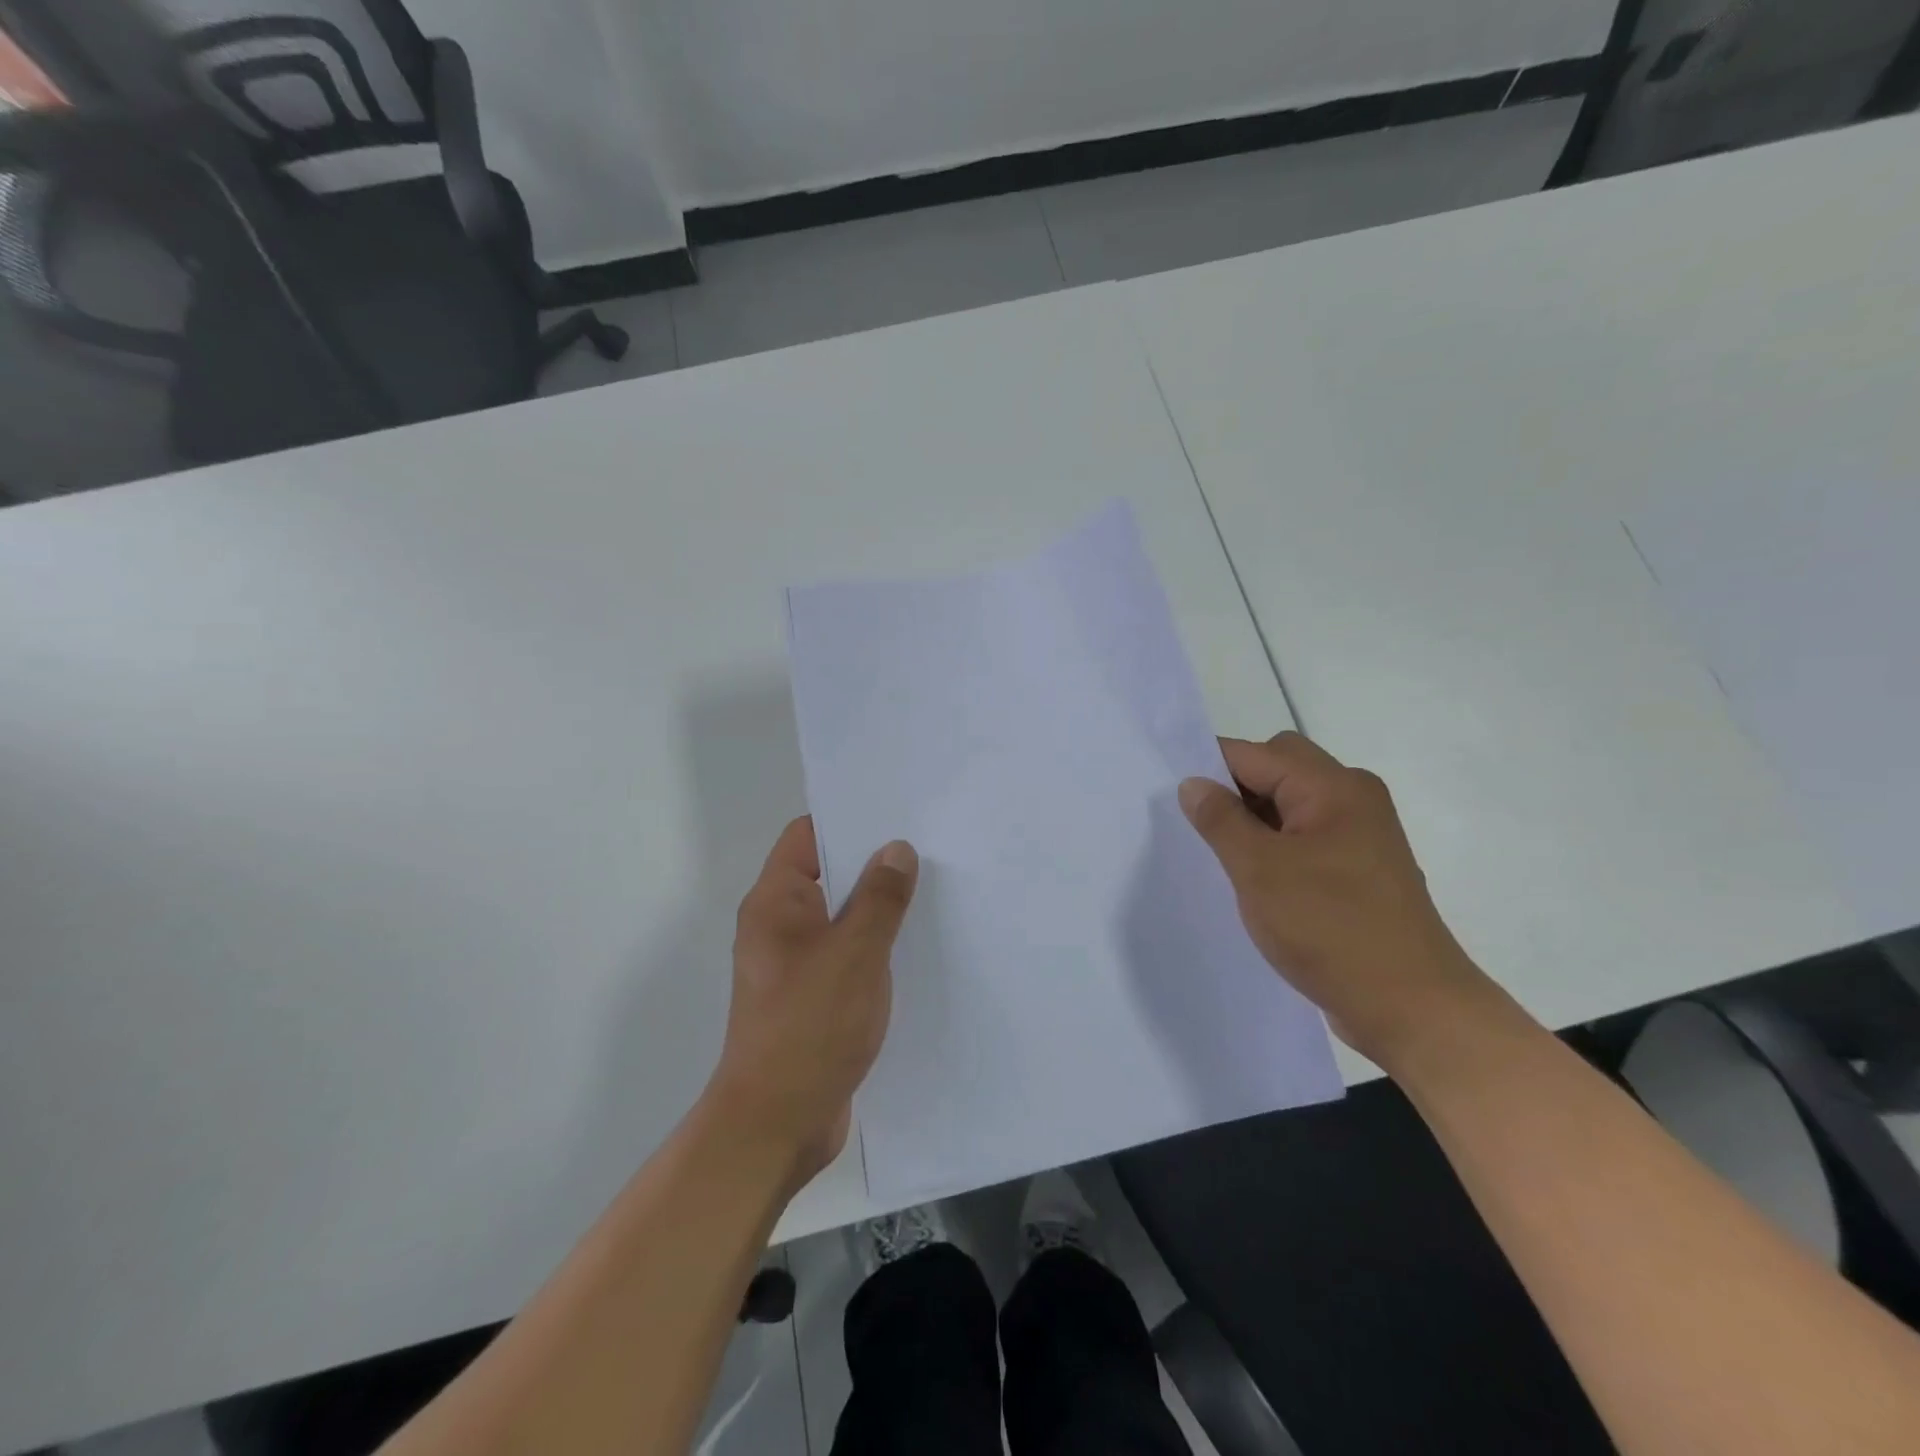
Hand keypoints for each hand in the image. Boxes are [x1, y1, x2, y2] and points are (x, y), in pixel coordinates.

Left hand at [706, 817, 918, 1187]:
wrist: (777, 1125)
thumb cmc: (809, 1027)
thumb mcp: (854, 954)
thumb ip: (879, 899)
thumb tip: (896, 849)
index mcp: (777, 903)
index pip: (807, 837)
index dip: (848, 820)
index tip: (897, 814)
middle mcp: (780, 926)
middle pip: (828, 874)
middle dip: (874, 863)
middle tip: (930, 850)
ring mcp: (796, 964)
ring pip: (842, 917)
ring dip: (879, 909)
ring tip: (933, 893)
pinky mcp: (813, 997)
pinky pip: (848, 954)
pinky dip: (876, 947)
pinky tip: (916, 949)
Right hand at [1179, 732, 1505, 1069]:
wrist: (1412, 1007)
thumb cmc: (1330, 929)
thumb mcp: (1259, 870)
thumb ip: (1221, 820)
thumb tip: (1193, 783)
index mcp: (1332, 787)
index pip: (1255, 754)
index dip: (1209, 768)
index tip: (1170, 795)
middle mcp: (1353, 798)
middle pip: (1279, 768)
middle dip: (1235, 790)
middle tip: (1200, 828)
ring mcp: (1362, 834)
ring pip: (1292, 803)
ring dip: (1255, 820)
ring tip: (1221, 856)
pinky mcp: (1362, 869)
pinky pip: (1307, 835)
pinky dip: (1277, 844)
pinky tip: (1254, 879)